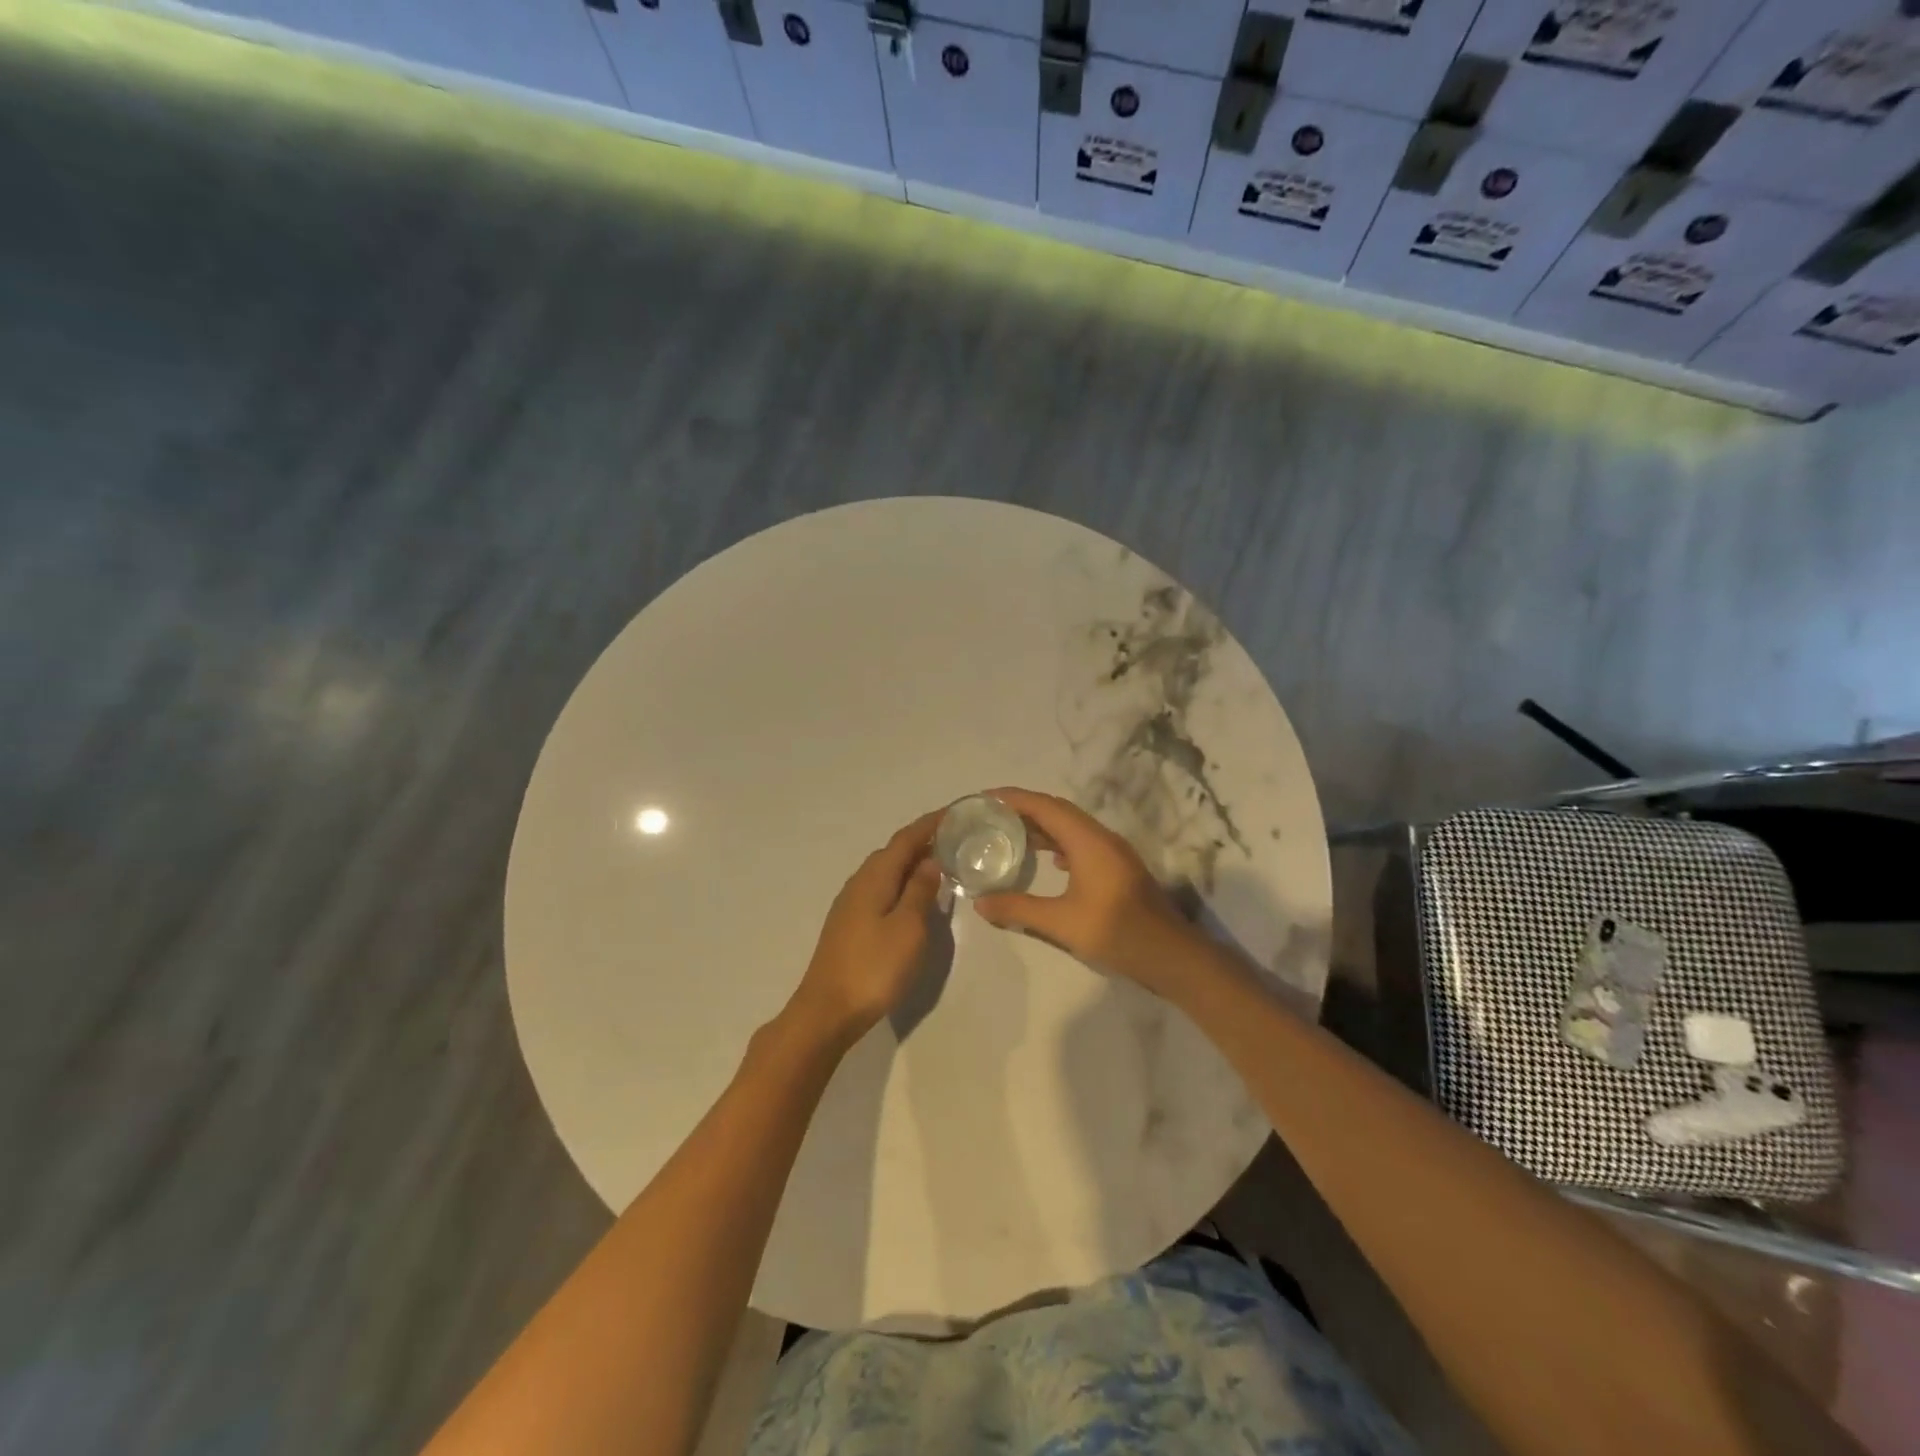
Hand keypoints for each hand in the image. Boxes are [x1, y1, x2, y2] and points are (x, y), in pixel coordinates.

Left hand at [786, 810, 944, 1044]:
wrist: (827, 1010)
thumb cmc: (874, 967)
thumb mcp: (908, 928)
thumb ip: (920, 891)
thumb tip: (930, 860)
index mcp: (875, 877)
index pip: (905, 839)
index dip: (930, 824)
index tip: (955, 813)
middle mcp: (859, 882)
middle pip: (893, 852)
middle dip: (922, 841)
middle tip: (955, 840)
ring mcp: (850, 904)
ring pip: (885, 871)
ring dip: (911, 863)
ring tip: (940, 865)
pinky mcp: (849, 924)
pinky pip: (880, 889)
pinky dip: (900, 883)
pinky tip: (912, 897)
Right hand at [973, 788, 1195, 993]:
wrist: (1169, 954)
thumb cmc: (1115, 932)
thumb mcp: (1061, 923)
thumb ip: (1018, 909)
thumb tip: (979, 903)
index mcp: (1088, 841)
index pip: (1045, 806)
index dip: (1014, 798)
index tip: (986, 798)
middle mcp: (1101, 837)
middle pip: (1058, 811)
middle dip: (1025, 808)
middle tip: (992, 815)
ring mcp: (1113, 852)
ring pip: (1072, 827)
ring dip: (1043, 826)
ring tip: (1011, 834)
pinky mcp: (1118, 867)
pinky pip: (1082, 842)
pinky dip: (1059, 843)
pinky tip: (1049, 861)